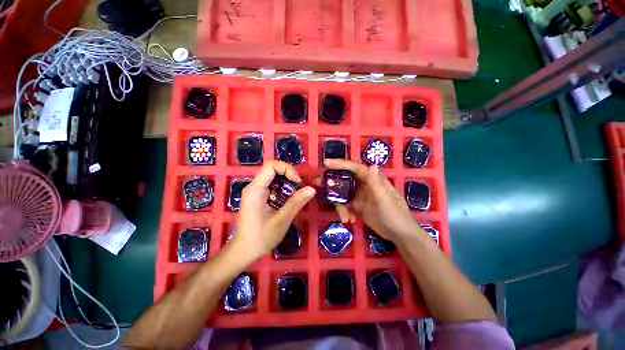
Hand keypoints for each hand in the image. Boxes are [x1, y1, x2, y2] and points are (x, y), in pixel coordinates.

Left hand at [231, 161, 315, 262]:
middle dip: (289, 175)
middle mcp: (253, 186)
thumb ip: (296, 203)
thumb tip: (312, 189)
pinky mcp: (257, 197)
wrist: (243, 252)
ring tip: (296, 193)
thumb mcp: (281, 220)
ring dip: (286, 181)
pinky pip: (271, 185)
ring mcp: (254, 191)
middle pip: (272, 169)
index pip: (271, 165)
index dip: (287, 169)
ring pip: (272, 176)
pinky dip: (282, 188)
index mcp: (256, 189)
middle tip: (299, 187)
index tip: (298, 182)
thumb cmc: (260, 238)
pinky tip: (288, 198)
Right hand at [321, 159, 420, 242]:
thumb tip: (371, 164)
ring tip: (344, 217)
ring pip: (343, 194)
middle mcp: (364, 184)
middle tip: (319, 184)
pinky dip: (344, 212)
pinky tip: (349, 220)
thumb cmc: (395, 215)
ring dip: (339, 204)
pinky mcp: (357, 206)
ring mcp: (360, 195)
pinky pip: (345, 205)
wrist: (399, 235)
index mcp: (372, 179)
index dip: (341, 164)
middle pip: (345, 178)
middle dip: (332, 182)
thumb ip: (376, 183)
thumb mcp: (385, 200)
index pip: (355, 167)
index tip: (326, 163)